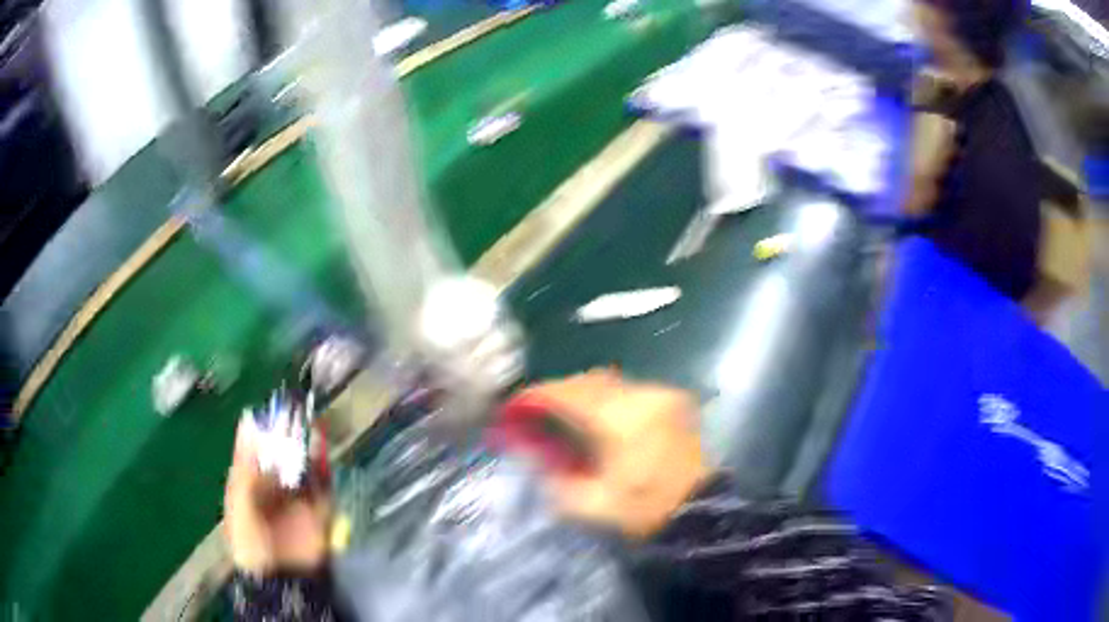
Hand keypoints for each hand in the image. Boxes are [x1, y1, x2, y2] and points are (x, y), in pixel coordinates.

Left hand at [224, 420, 330, 574]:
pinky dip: (323, 466)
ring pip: (302, 465)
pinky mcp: (318, 510)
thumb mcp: (241, 504)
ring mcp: (296, 498)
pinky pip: (322, 484)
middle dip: (286, 434)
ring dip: (306, 445)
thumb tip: (248, 424)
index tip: (268, 410)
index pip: (253, 451)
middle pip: (279, 454)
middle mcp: (272, 487)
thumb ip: (245, 468)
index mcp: (249, 484)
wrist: (284, 579)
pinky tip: (322, 448)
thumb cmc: (252, 544)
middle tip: (293, 410)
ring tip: (309, 422)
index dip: (260, 430)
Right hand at [518, 370, 711, 538]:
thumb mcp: (590, 503)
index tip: (515, 407)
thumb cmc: (644, 509)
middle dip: (558, 392)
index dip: (536, 396)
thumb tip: (529, 450)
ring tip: (567, 415)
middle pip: (588, 380)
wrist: (699, 511)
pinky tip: (601, 418)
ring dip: (584, 393)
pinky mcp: (673, 401)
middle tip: (538, 412)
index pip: (567, 394)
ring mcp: (660, 395)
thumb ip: (553, 476)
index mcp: (619, 420)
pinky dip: (608, 398)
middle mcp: (641, 396)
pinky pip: (630, 389)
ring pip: (610, 382)